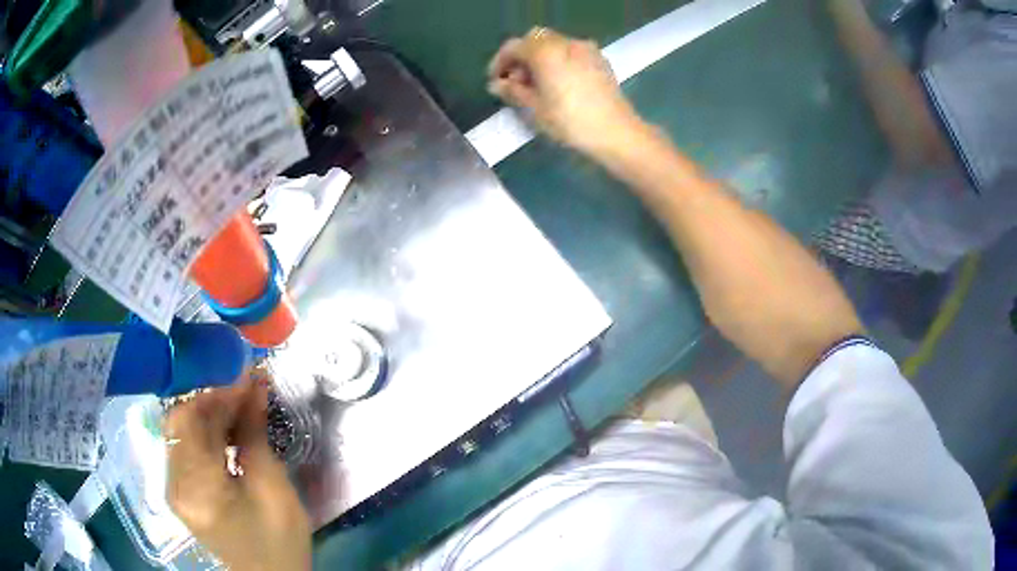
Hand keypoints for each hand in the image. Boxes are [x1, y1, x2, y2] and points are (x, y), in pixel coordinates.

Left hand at [165, 374, 310, 570]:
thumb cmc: (279, 540)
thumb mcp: (273, 488)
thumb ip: (254, 435)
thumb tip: (255, 386)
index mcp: (197, 489)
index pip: (189, 420)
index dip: (216, 394)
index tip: (247, 380)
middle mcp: (174, 485)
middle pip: (179, 423)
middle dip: (211, 401)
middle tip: (244, 393)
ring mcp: (174, 489)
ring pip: (180, 433)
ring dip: (209, 415)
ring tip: (240, 408)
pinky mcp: (180, 492)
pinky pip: (185, 449)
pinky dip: (205, 434)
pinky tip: (227, 432)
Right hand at [487, 27, 641, 157]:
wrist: (616, 132)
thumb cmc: (570, 121)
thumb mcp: (534, 109)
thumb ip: (513, 91)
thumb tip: (496, 84)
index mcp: (545, 51)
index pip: (514, 47)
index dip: (500, 62)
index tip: (496, 81)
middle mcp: (565, 43)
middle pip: (535, 40)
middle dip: (522, 57)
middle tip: (517, 82)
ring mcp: (586, 49)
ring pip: (554, 44)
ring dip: (541, 58)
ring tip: (538, 85)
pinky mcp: (600, 60)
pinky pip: (572, 52)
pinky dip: (559, 60)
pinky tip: (560, 83)